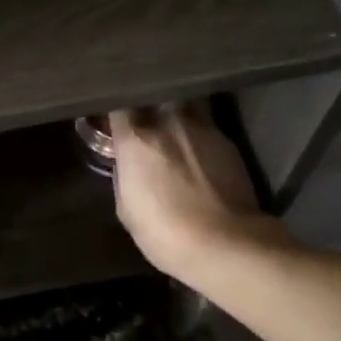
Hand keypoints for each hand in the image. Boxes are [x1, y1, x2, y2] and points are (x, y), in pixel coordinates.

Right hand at [110, 106, 289, 284]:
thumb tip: (129, 164)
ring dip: (175, 115)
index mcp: (136, 138)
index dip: (115, 111)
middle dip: (147, 105)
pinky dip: (197, 136)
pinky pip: (205, 127)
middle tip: (143, 121)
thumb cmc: (163, 231)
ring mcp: (202, 128)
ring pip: (183, 106)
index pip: (119, 105)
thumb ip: (125, 176)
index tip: (113, 120)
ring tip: (172, 133)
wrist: (226, 243)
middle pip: (153, 97)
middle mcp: (168, 122)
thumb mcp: (127, 208)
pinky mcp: (228, 142)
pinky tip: (197, 155)